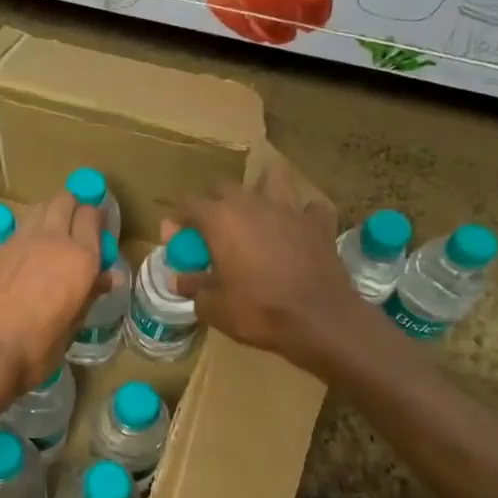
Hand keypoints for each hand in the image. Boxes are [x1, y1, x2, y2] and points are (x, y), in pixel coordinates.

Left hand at [0, 193, 102, 418]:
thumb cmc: (38, 346)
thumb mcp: (73, 325)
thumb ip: (89, 293)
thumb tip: (109, 277)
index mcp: (80, 257)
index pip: (91, 215)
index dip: (95, 220)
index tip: (97, 232)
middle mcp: (52, 239)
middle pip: (64, 200)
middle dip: (71, 208)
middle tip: (74, 228)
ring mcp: (19, 240)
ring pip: (38, 210)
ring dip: (47, 216)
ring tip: (48, 240)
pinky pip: (17, 232)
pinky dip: (25, 237)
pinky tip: (22, 260)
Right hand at [176, 172, 390, 377]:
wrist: (319, 321)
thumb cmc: (258, 311)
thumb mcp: (213, 306)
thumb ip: (192, 286)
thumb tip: (178, 279)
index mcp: (220, 219)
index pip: (189, 203)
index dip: (179, 220)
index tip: (178, 239)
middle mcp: (252, 204)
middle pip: (224, 186)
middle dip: (213, 203)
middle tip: (212, 230)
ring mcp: (290, 209)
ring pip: (274, 177)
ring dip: (262, 189)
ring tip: (258, 212)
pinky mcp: (319, 223)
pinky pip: (310, 208)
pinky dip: (303, 215)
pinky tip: (299, 230)